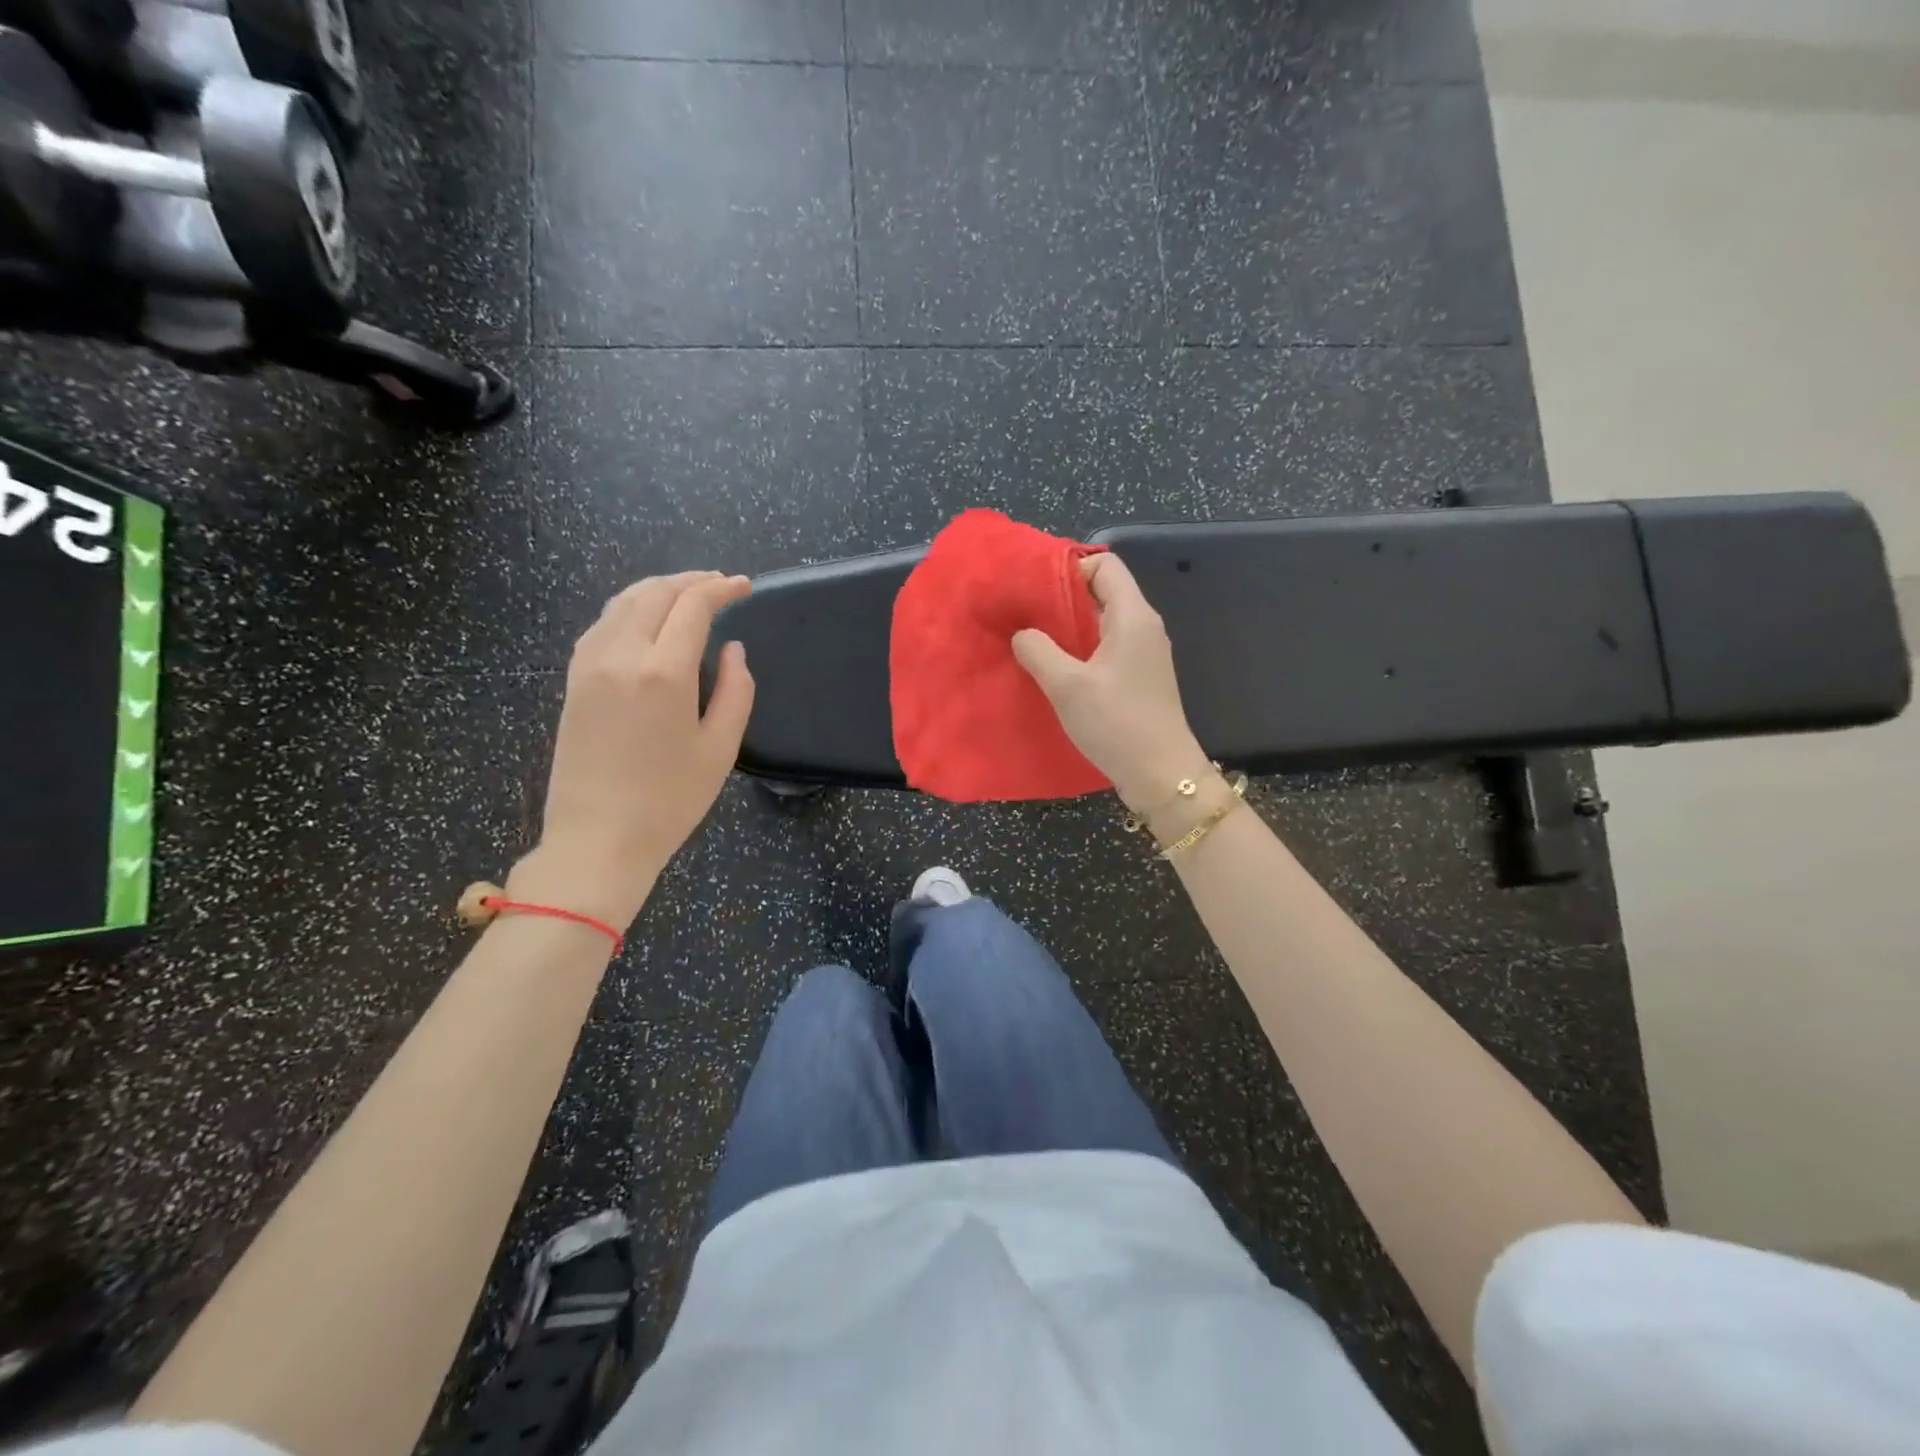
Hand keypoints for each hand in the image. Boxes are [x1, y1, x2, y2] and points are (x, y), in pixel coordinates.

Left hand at [516, 571, 754, 928]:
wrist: (596, 839)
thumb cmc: (669, 801)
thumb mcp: (720, 749)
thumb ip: (736, 690)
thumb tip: (733, 650)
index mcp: (663, 673)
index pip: (692, 607)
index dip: (721, 589)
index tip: (744, 586)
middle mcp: (621, 656)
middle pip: (655, 594)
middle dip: (691, 581)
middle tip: (720, 583)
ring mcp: (589, 665)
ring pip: (623, 603)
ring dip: (658, 589)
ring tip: (686, 592)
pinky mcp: (573, 680)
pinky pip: (601, 625)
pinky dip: (629, 608)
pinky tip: (645, 619)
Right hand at [1011, 554, 1207, 813]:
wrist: (1162, 775)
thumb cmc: (1117, 723)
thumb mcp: (1067, 685)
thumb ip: (1038, 650)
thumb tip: (1022, 633)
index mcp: (1133, 615)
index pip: (1104, 564)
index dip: (1068, 566)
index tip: (1033, 587)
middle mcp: (1143, 626)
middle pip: (1102, 591)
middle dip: (1062, 597)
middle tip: (1023, 613)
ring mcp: (1143, 653)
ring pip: (1102, 621)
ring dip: (1068, 626)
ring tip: (1031, 640)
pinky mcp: (1139, 677)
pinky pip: (1106, 647)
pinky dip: (1080, 649)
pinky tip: (1054, 669)